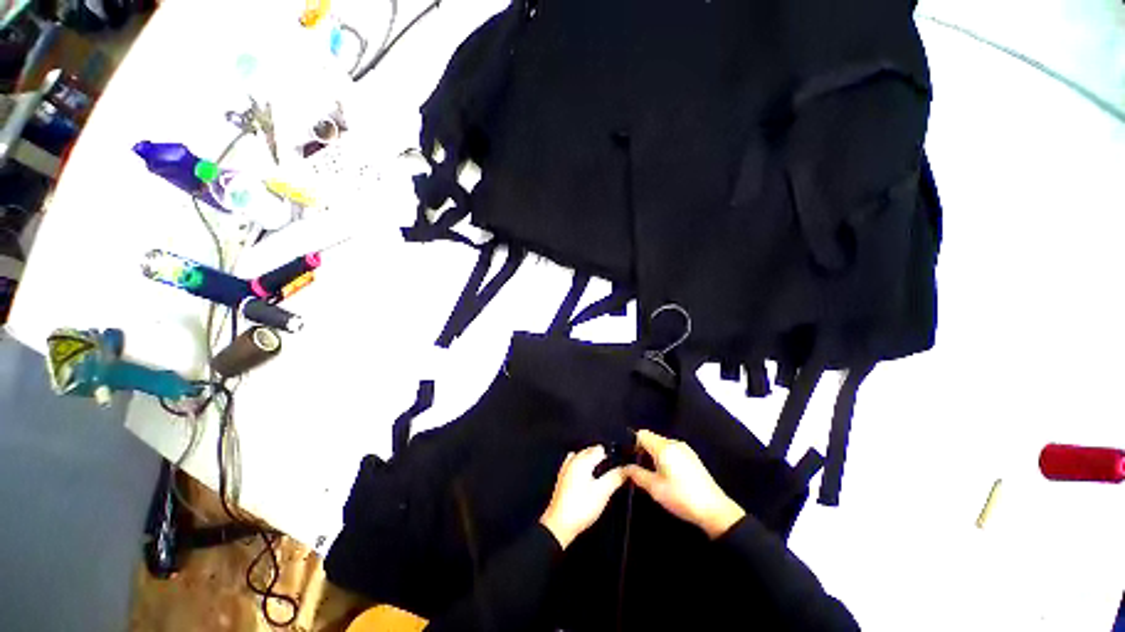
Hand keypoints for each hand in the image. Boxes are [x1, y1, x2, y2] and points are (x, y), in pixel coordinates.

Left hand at [540, 446, 626, 548]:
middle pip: (590, 451)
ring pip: (582, 457)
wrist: (559, 525)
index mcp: (583, 460)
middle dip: (601, 456)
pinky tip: (588, 478)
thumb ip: (616, 477)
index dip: (611, 454)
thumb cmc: (581, 507)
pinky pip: (575, 464)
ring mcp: (566, 468)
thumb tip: (628, 468)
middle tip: (613, 468)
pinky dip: (582, 466)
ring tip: (601, 472)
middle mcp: (573, 460)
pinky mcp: (562, 478)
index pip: (600, 449)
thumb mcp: (603, 492)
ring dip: (591, 461)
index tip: (620, 462)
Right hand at [625, 430, 745, 538]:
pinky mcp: (692, 458)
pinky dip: (664, 458)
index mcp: (664, 447)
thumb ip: (637, 474)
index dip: (632, 444)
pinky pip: (672, 451)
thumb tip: (624, 468)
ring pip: (662, 445)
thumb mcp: (655, 488)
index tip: (629, 458)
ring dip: (653, 455)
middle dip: (643, 451)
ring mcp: (685, 449)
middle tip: (637, 469)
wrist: (714, 510)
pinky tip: (666, 475)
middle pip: (652, 439)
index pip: (642, 434)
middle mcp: (674, 443)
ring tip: (651, 474)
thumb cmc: (680, 497)